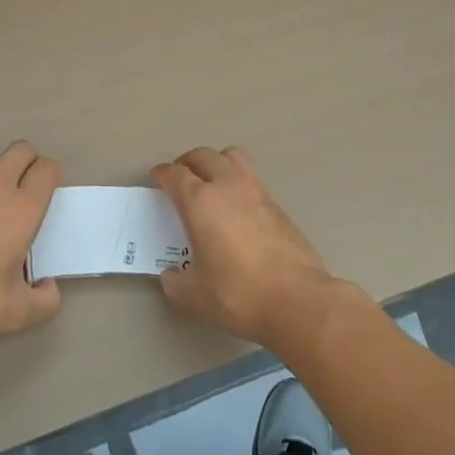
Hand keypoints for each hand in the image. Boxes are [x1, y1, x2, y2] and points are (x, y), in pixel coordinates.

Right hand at [153, 147, 337, 348]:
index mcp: (201, 202)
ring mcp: (256, 191)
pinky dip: (238, 181)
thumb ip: (176, 282)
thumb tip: (170, 275)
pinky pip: (251, 177)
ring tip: (211, 181)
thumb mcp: (196, 296)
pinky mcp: (277, 203)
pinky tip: (237, 207)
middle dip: (188, 162)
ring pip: (232, 157)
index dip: (163, 173)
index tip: (157, 177)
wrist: (297, 298)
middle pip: (203, 156)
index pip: (176, 174)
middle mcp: (227, 186)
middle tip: (181, 177)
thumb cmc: (238, 293)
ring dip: (217, 161)